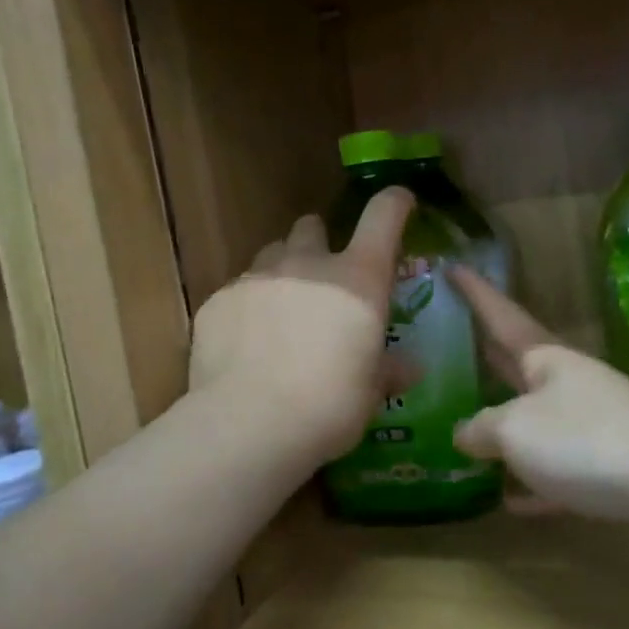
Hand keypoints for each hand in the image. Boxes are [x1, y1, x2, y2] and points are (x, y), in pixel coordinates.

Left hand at [189, 189, 413, 465]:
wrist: (250, 424)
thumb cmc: (330, 405)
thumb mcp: (371, 392)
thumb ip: (389, 370)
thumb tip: (410, 367)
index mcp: (358, 279)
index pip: (383, 216)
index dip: (395, 203)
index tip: (401, 203)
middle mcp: (309, 264)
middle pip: (312, 226)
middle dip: (320, 241)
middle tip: (324, 276)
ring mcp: (258, 277)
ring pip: (273, 253)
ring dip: (284, 271)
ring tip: (282, 310)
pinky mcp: (218, 300)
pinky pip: (239, 290)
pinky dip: (249, 306)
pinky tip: (247, 343)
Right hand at [450, 267, 628, 528]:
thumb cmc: (586, 440)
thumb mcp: (516, 430)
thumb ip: (482, 429)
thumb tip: (465, 433)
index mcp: (547, 360)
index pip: (501, 317)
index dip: (476, 294)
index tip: (454, 266)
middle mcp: (569, 385)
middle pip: (518, 366)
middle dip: (486, 356)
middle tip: (450, 340)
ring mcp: (592, 426)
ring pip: (537, 422)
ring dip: (506, 427)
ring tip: (466, 432)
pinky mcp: (608, 469)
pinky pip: (558, 473)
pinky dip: (533, 483)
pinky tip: (509, 500)